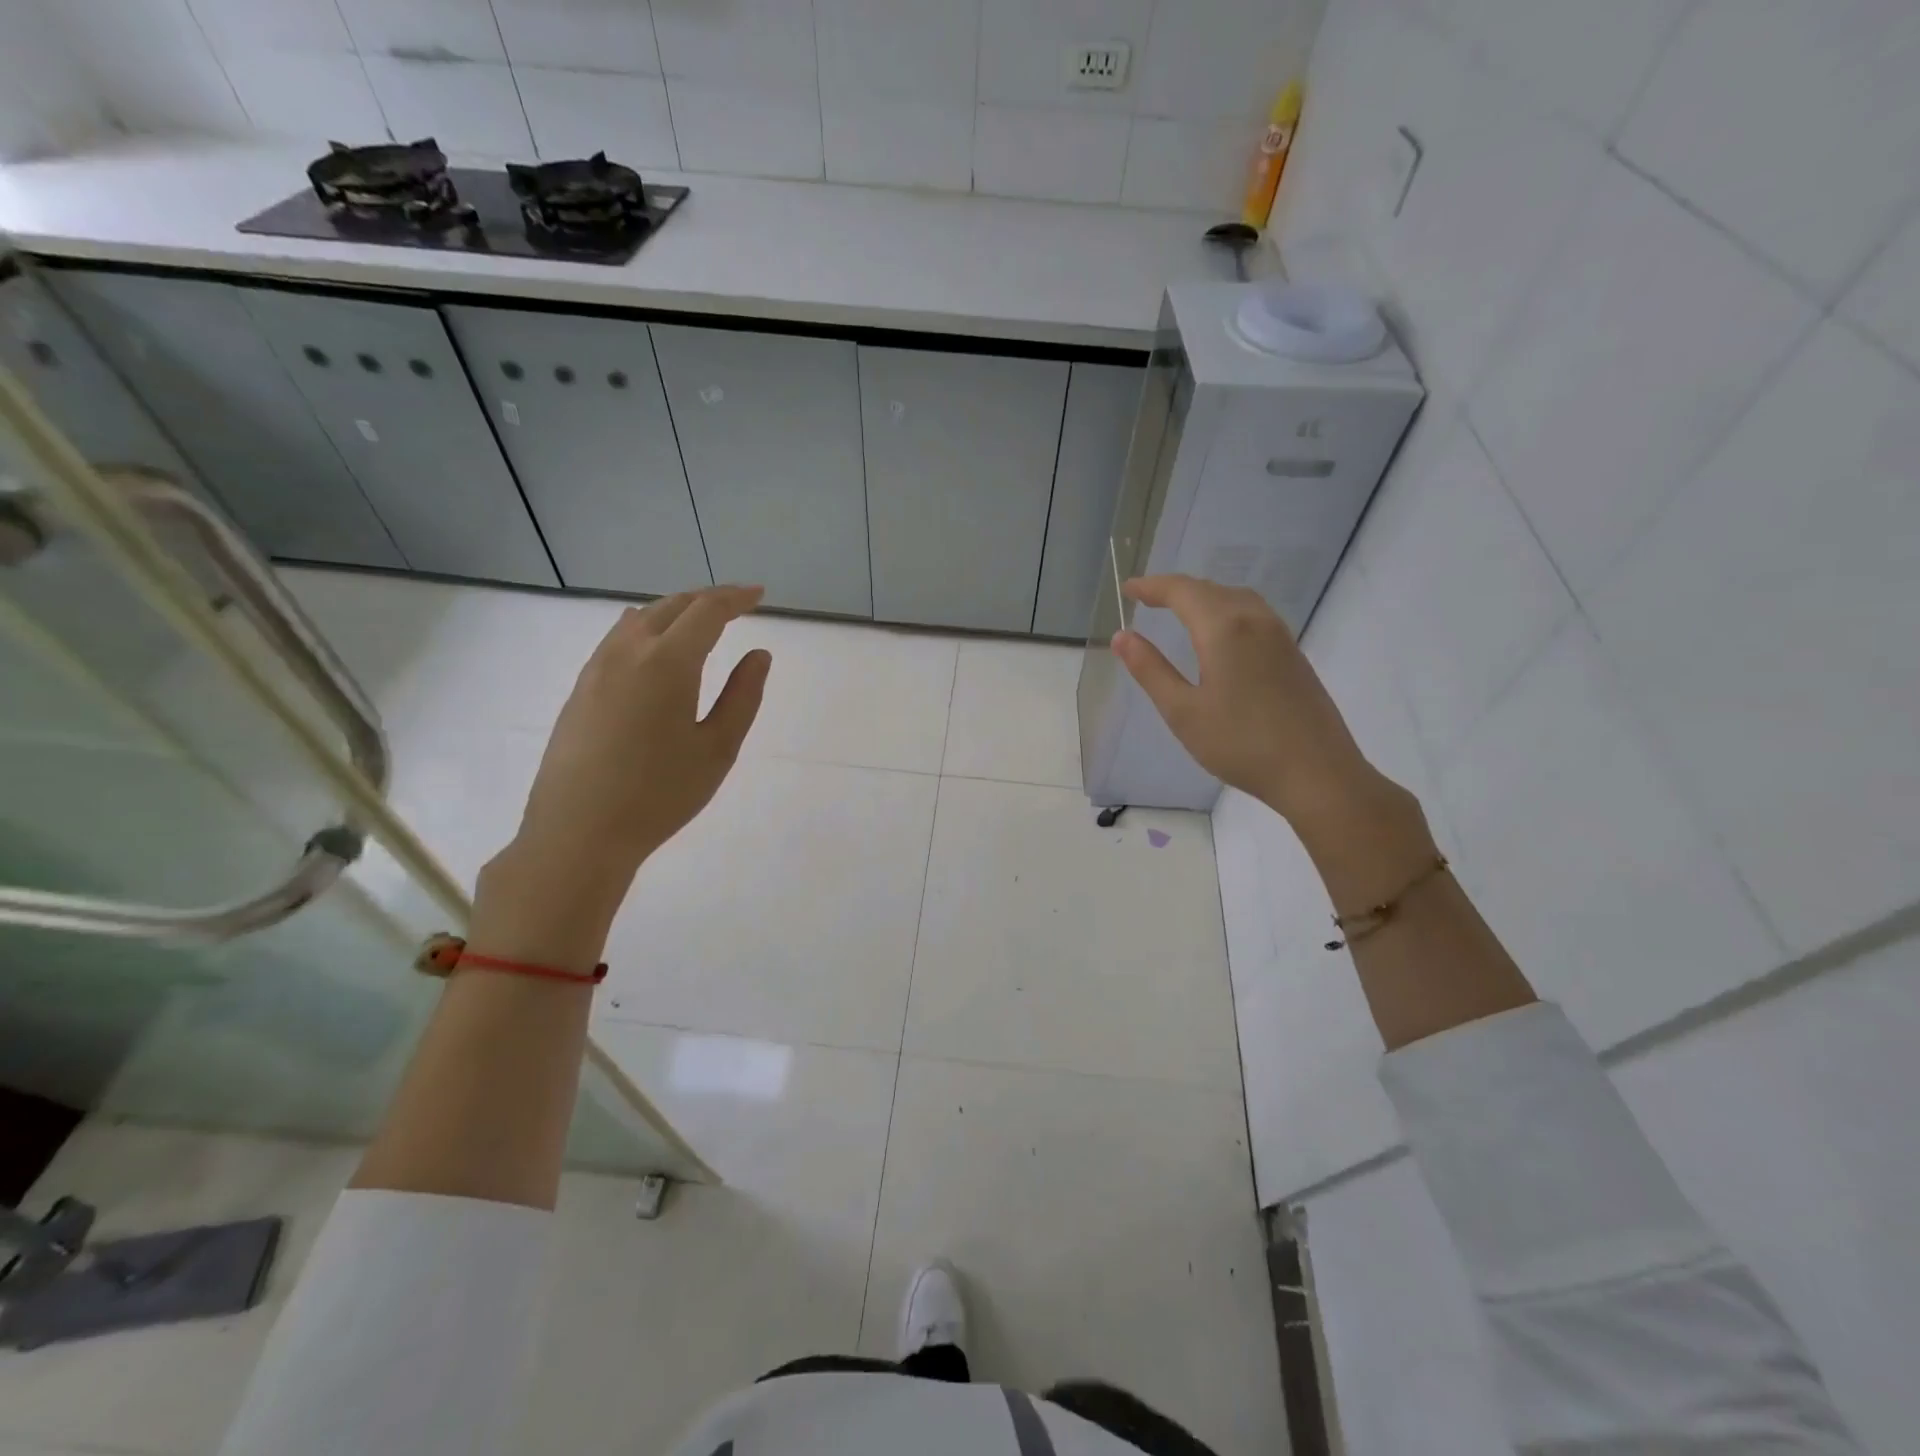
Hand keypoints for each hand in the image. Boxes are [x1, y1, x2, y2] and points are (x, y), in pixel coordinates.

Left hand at [484, 586, 770, 925]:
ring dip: (674, 610)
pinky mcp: (580, 688)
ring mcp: (596, 668)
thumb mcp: (717, 749)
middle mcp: (628, 652)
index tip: (759, 595)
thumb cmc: (659, 794)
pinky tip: (654, 648)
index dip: (735, 598)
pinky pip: (618, 638)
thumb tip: (758, 655)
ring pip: (639, 618)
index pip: (707, 611)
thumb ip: (742, 696)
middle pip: (671, 606)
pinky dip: (647, 628)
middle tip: (737, 604)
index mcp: (667, 662)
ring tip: (699, 622)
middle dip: (707, 599)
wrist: (578, 832)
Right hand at [1111, 575, 1382, 825]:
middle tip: (1146, 598)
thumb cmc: (1241, 744)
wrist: (1317, 773)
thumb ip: (1151, 670)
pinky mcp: (1292, 653)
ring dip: (1203, 597)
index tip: (1128, 589)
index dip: (1152, 586)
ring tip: (1179, 610)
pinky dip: (1225, 610)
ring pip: (1235, 599)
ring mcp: (1279, 635)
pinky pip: (1253, 614)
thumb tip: (1122, 636)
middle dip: (1175, 589)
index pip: (1182, 591)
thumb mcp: (1183, 711)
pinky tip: (1219, 634)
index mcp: (1224, 629)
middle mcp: (1255, 620)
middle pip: (1210, 589)